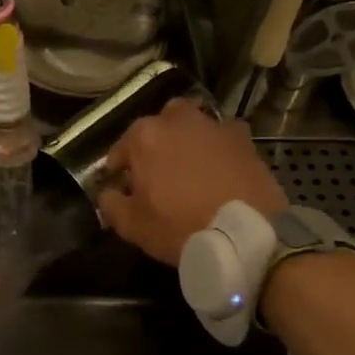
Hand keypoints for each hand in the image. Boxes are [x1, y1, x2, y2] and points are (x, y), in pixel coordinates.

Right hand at [96, 99, 284, 264]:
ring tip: (190, 170)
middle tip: (158, 174)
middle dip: (155, 145)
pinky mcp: (244, 139)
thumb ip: (110, 203)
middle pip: (158, 127)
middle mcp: (178, 120)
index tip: (124, 191)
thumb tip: (109, 192)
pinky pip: (223, 139)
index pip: (120, 150)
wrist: (246, 234)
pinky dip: (218, 150)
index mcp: (144, 136)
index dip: (119, 172)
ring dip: (187, 142)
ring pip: (192, 127)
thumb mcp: (131, 225)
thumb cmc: (179, 226)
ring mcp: (214, 126)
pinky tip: (220, 171)